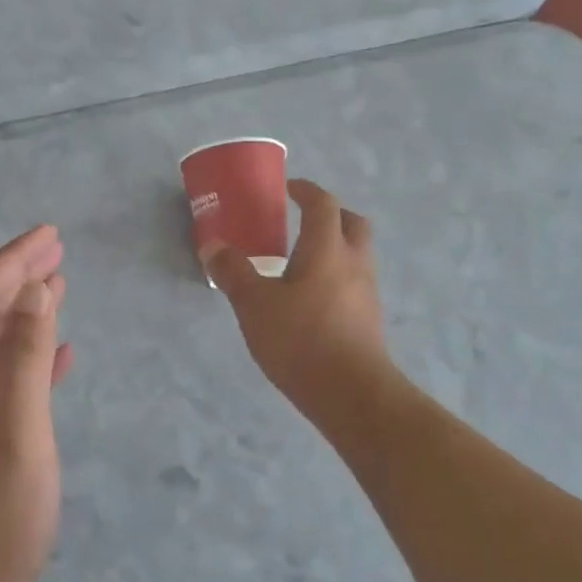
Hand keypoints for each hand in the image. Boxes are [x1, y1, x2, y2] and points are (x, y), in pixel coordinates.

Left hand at [0, 226, 74, 581]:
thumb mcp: (15, 430)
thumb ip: (22, 357)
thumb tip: (33, 289)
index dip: (12, 261)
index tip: (50, 235)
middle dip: (17, 276)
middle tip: (58, 250)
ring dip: (25, 310)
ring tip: (59, 286)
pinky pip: (7, 379)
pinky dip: (31, 356)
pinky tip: (59, 355)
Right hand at [208, 179, 389, 418]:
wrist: (351, 393)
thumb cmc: (301, 339)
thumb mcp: (254, 305)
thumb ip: (234, 272)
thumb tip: (213, 246)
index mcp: (327, 248)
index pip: (322, 204)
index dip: (305, 191)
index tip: (287, 188)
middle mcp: (354, 263)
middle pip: (352, 223)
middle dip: (330, 215)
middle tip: (302, 220)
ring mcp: (367, 292)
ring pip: (356, 254)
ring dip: (334, 247)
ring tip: (301, 262)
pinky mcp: (369, 319)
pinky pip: (354, 283)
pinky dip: (335, 277)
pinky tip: (311, 299)